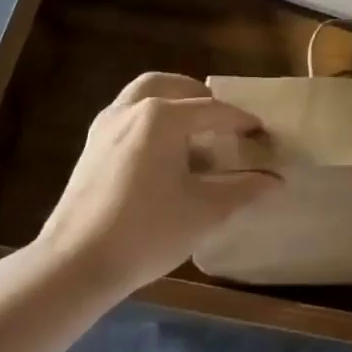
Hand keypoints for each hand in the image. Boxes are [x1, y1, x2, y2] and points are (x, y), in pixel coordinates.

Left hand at [38, 74, 280, 295]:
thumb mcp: (205, 211)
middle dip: (202, 98)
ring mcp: (106, 125)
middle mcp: (132, 109)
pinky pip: (128, 113)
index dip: (241, 122)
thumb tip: (276, 180)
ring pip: (144, 94)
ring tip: (193, 130)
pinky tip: (162, 152)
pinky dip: (150, 118)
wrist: (75, 264)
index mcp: (162, 117)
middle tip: (223, 120)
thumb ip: (244, 189)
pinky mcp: (91, 146)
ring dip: (172, 102)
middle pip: (173, 87)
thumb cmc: (147, 232)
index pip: (213, 111)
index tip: (262, 134)